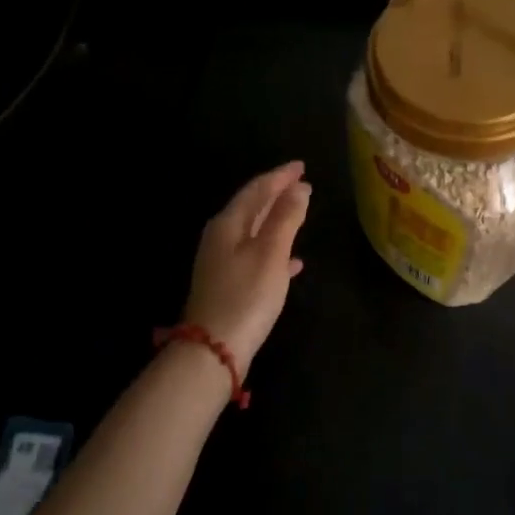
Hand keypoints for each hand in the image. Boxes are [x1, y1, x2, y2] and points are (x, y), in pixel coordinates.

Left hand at [181, 161, 311, 377]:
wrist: (214, 348)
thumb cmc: (246, 295)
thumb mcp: (271, 252)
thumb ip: (286, 218)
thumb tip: (300, 188)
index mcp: (229, 224)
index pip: (257, 189)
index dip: (280, 176)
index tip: (301, 166)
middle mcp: (221, 237)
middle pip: (251, 207)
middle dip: (276, 193)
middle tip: (300, 182)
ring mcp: (222, 262)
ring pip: (254, 231)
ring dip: (276, 220)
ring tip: (299, 213)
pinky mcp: (228, 285)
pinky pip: (255, 256)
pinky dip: (275, 250)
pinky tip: (293, 261)